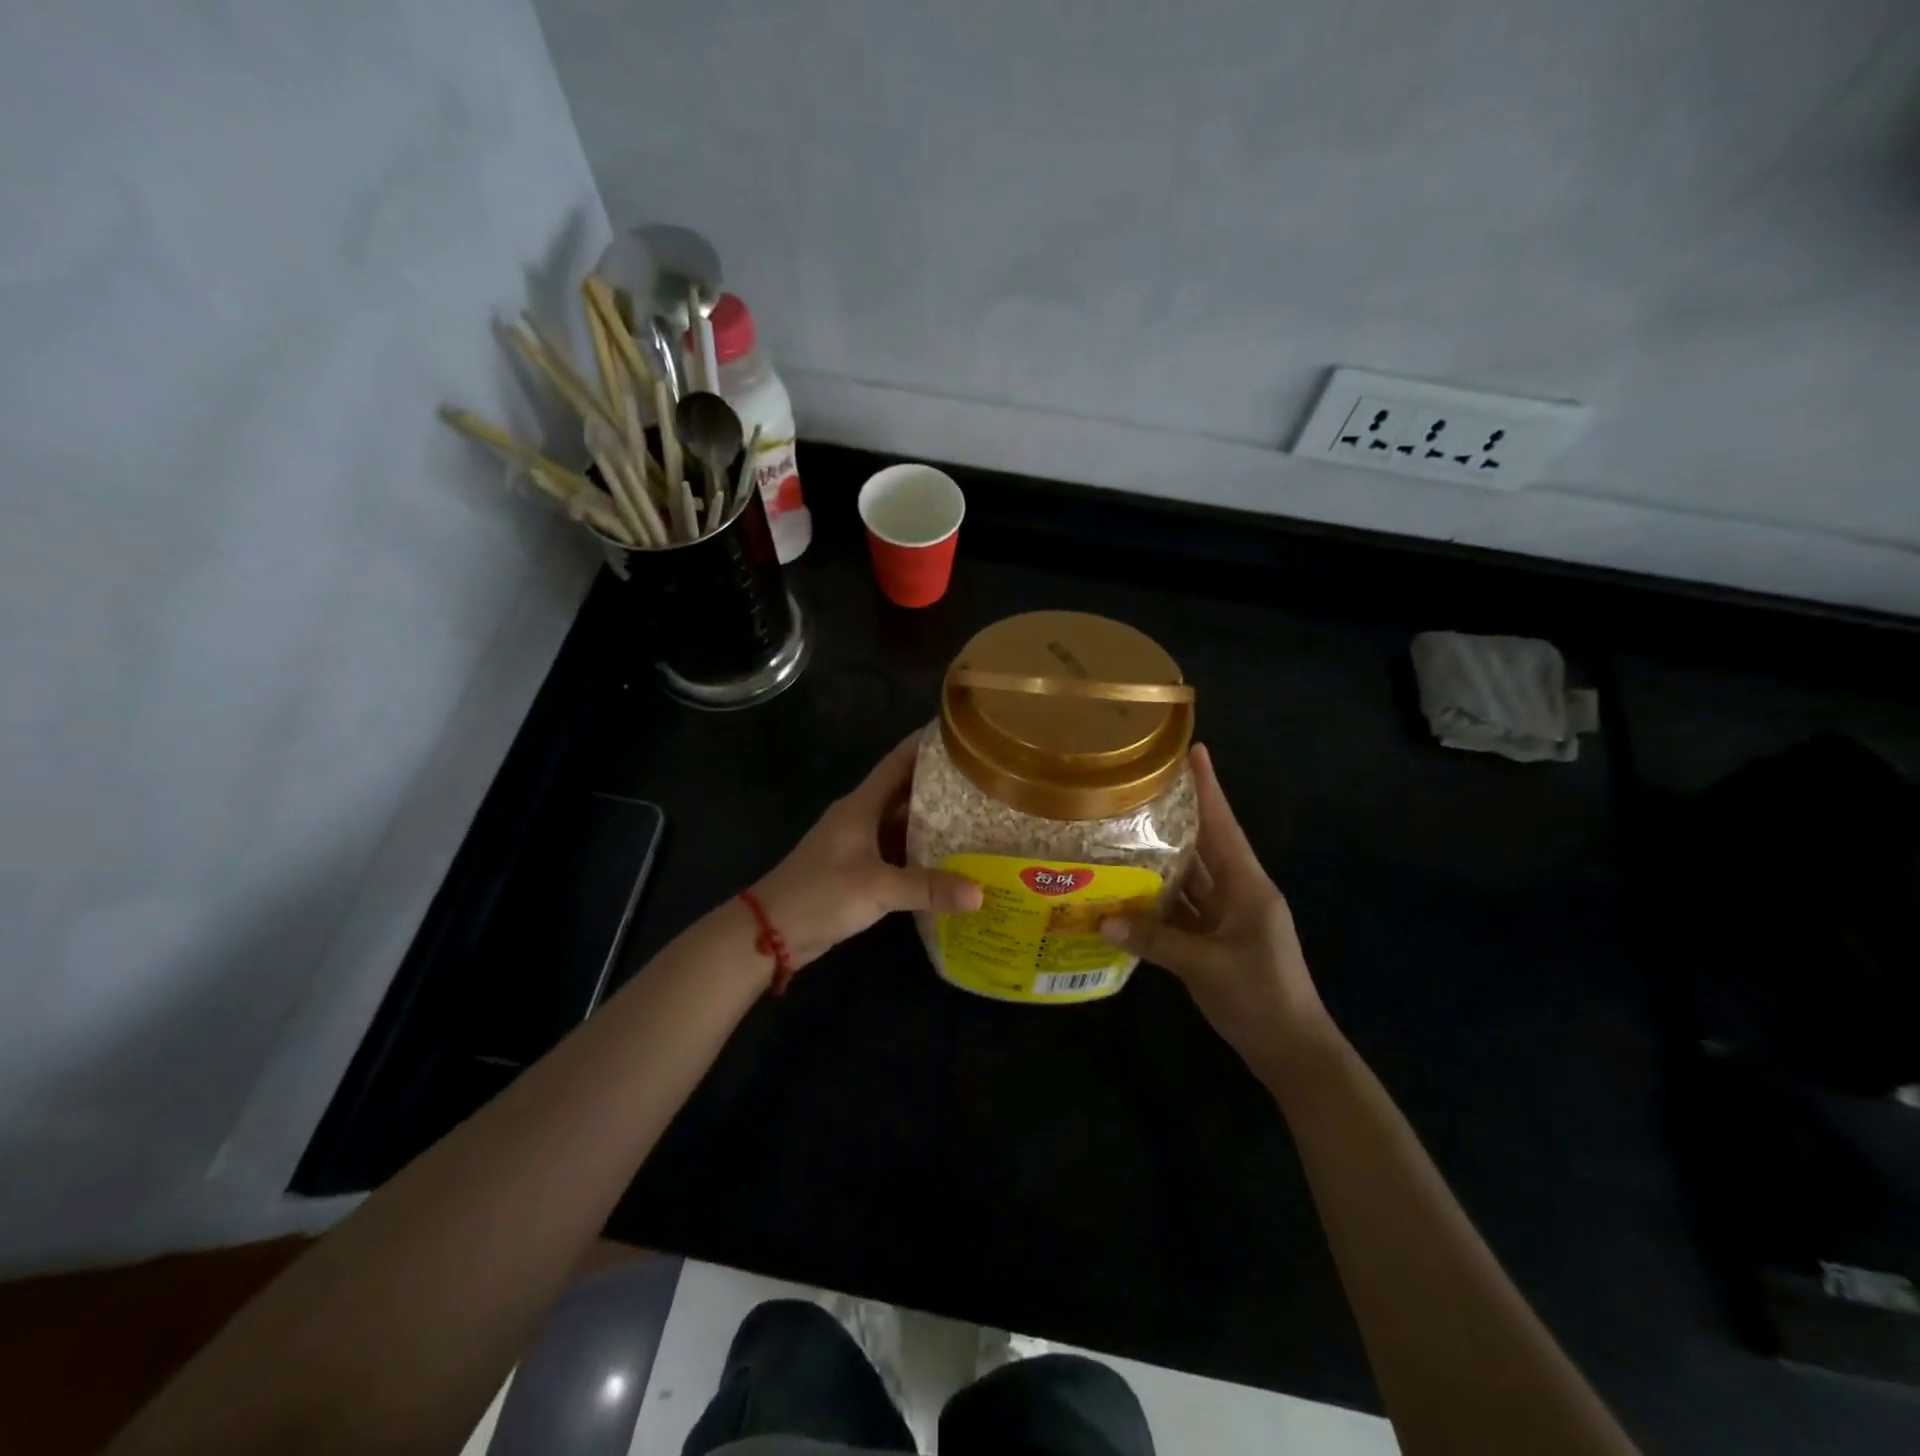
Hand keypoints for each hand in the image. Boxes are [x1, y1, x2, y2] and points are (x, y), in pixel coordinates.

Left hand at [753, 733, 983, 972]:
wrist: (771, 931)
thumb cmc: (820, 894)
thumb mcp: (876, 888)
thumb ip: (928, 887)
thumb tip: (980, 893)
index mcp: (861, 806)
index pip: (898, 762)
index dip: (927, 745)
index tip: (963, 734)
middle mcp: (861, 818)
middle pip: (906, 791)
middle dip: (941, 785)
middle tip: (984, 780)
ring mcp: (859, 845)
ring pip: (904, 824)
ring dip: (934, 821)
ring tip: (977, 816)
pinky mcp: (859, 871)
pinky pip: (898, 852)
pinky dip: (922, 853)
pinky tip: (950, 860)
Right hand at [1101, 744, 1332, 1077]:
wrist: (1292, 1051)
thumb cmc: (1260, 997)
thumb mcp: (1206, 966)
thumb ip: (1155, 940)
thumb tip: (1102, 920)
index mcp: (1248, 886)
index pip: (1224, 826)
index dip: (1209, 789)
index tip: (1194, 751)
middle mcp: (1239, 893)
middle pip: (1205, 846)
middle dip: (1178, 817)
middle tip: (1142, 789)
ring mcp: (1229, 918)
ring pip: (1192, 879)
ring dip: (1164, 860)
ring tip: (1126, 832)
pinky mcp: (1217, 941)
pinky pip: (1184, 910)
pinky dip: (1160, 901)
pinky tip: (1129, 892)